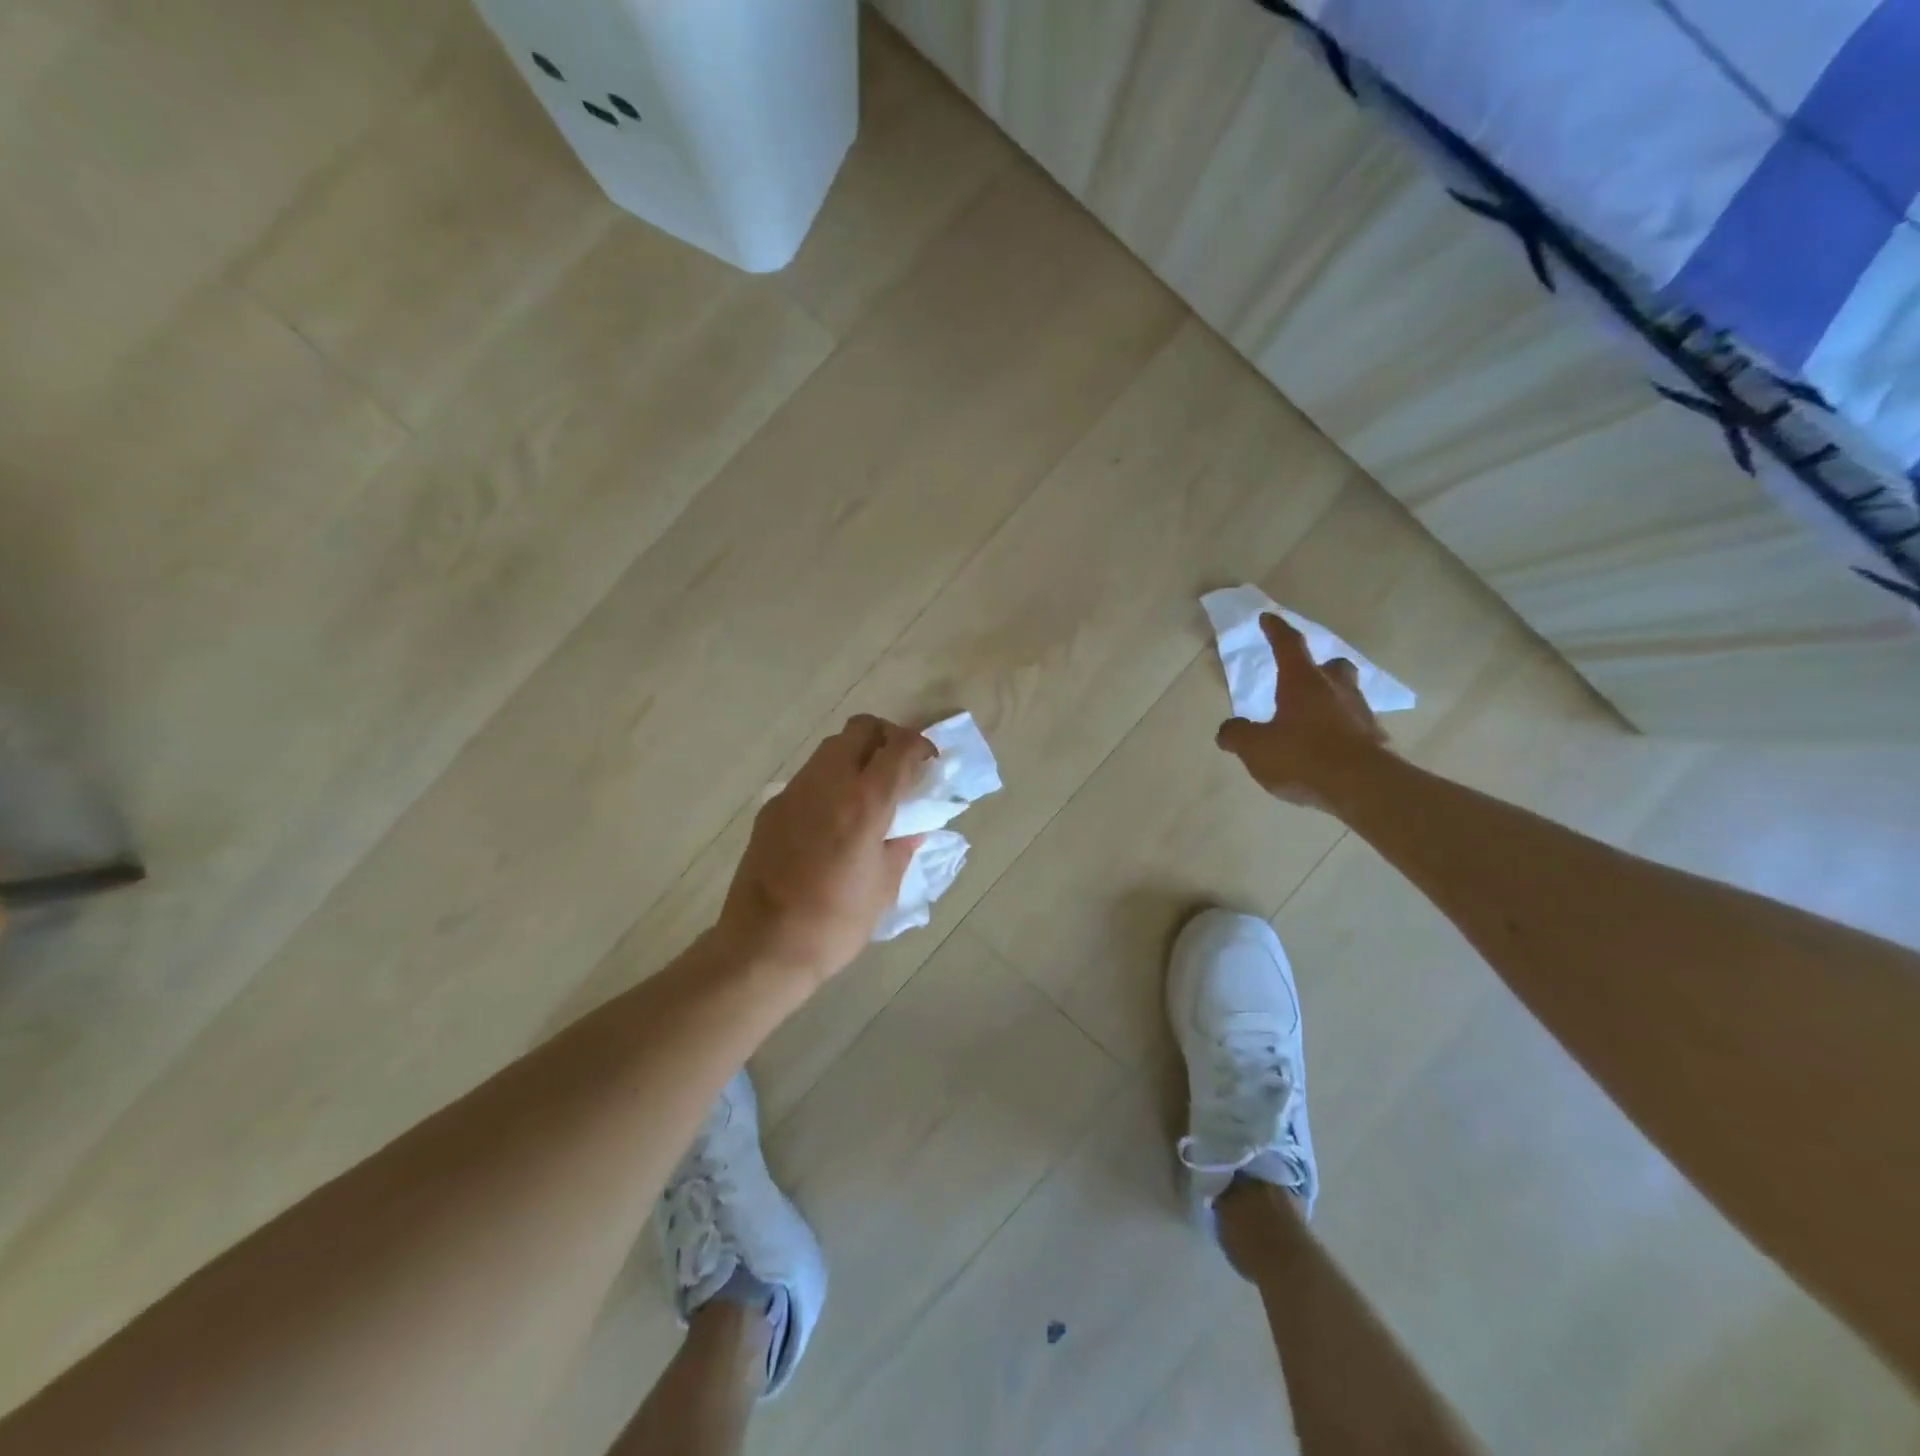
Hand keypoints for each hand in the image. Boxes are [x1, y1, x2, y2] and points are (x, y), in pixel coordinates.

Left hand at [715, 714, 932, 987]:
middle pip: (861, 728)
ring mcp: (794, 792)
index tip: (930, 763)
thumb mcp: (884, 887)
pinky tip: (833, 819)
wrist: (763, 947)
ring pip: (831, 748)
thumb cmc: (834, 923)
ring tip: (867, 793)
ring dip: (856, 756)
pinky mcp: (772, 808)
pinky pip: (808, 777)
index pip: (899, 748)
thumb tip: (912, 828)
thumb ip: (902, 847)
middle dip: (886, 737)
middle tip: (899, 768)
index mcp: (864, 803)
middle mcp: (827, 784)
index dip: (921, 746)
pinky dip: (830, 781)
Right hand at [1215, 613, 1390, 810]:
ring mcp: (1360, 714)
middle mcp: (1336, 690)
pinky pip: (1354, 726)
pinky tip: (1327, 749)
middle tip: (1303, 677)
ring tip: (1311, 719)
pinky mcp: (1375, 741)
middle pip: (1332, 666)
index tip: (1268, 618)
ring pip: (1347, 695)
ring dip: (1330, 700)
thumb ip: (1237, 735)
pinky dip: (1340, 731)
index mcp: (1303, 682)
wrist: (1363, 787)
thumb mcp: (1255, 748)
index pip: (1288, 645)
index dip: (1276, 631)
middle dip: (1319, 667)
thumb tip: (1228, 730)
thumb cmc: (1303, 756)